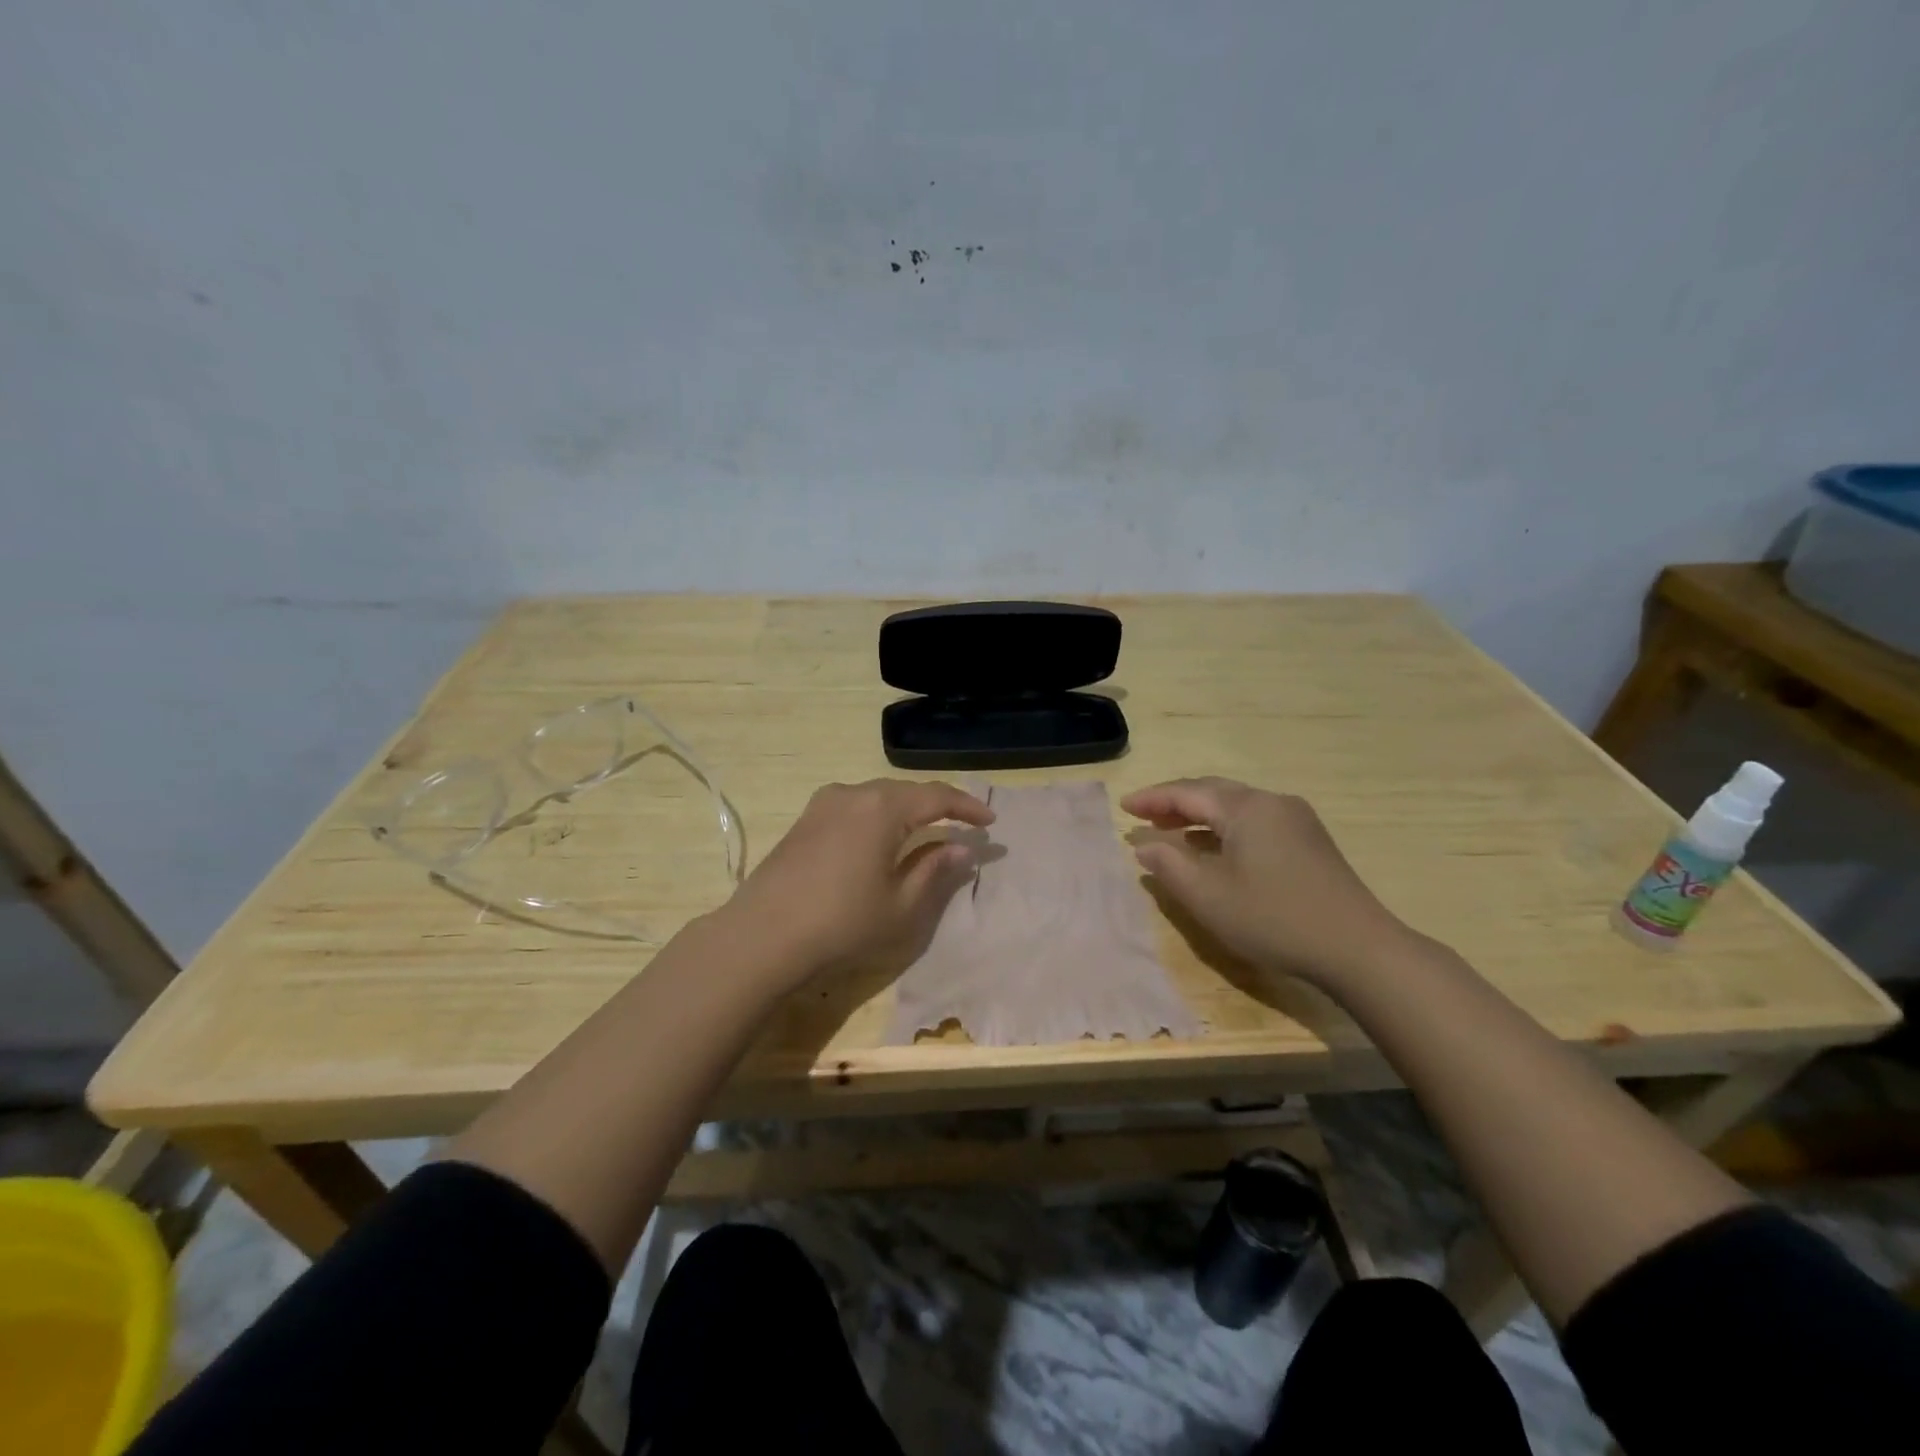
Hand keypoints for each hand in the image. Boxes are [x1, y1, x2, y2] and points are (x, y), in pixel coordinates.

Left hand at [720, 779, 994, 988]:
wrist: (761, 936)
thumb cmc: (842, 923)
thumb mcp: (901, 905)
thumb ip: (934, 870)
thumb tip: (959, 847)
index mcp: (883, 807)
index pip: (936, 797)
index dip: (967, 807)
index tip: (990, 821)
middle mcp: (853, 793)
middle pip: (906, 792)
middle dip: (938, 807)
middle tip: (962, 825)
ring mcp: (824, 804)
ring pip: (878, 798)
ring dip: (906, 811)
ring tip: (926, 831)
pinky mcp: (804, 820)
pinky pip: (854, 807)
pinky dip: (878, 817)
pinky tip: (881, 839)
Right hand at [1120, 777, 1414, 987]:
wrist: (1358, 948)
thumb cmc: (1274, 919)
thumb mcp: (1209, 897)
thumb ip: (1170, 866)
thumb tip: (1144, 846)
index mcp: (1246, 808)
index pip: (1188, 793)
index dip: (1152, 799)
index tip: (1123, 807)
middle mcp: (1272, 802)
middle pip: (1213, 792)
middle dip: (1175, 803)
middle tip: (1144, 817)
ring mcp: (1296, 820)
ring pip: (1235, 806)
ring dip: (1200, 816)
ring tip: (1172, 832)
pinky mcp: (1309, 841)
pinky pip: (1255, 821)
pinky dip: (1225, 828)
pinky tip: (1215, 850)